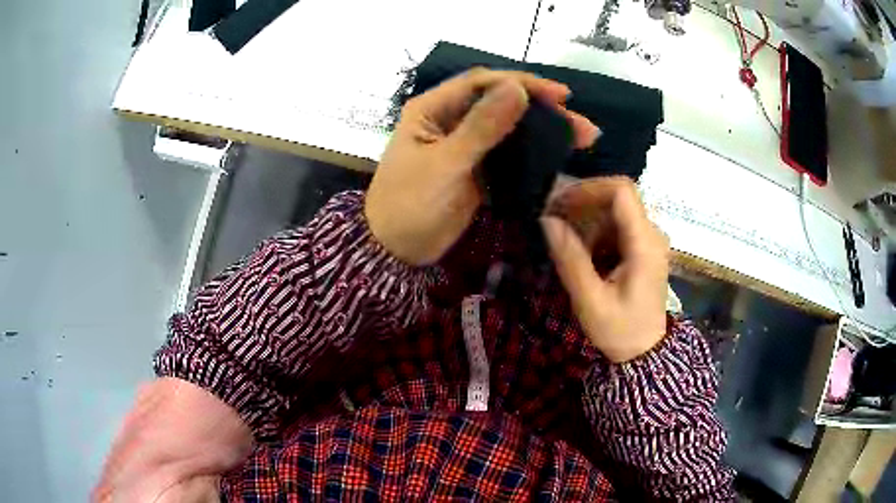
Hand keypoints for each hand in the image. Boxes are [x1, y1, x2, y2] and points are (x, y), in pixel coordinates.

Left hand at [366, 68, 598, 265]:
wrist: (396, 251)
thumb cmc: (409, 204)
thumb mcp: (445, 164)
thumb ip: (481, 127)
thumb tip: (517, 89)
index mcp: (433, 108)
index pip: (481, 82)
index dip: (522, 83)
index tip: (560, 95)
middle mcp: (449, 119)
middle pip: (500, 102)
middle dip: (540, 108)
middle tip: (579, 122)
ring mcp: (465, 144)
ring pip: (509, 128)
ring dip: (542, 130)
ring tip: (581, 137)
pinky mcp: (476, 168)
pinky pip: (508, 153)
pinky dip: (532, 153)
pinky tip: (557, 155)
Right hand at [542, 178, 669, 362]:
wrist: (645, 353)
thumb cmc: (620, 330)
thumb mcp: (590, 301)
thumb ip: (570, 259)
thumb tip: (548, 220)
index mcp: (645, 244)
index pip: (621, 191)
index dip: (588, 189)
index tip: (560, 203)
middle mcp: (652, 234)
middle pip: (616, 198)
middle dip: (582, 204)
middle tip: (552, 220)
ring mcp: (649, 240)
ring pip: (614, 211)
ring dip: (586, 220)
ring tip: (563, 241)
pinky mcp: (643, 248)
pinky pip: (616, 227)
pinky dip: (595, 232)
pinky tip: (581, 253)